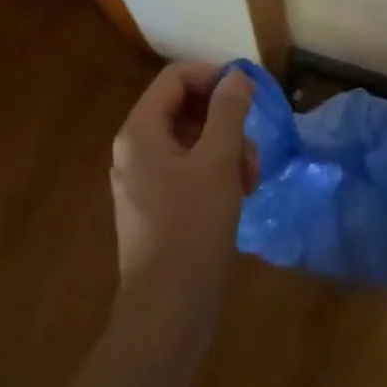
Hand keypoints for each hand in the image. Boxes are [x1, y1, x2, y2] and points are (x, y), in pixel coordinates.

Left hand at [109, 62, 254, 334]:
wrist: (167, 312)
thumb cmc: (192, 227)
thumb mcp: (219, 161)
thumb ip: (229, 111)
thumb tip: (236, 75)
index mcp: (140, 131)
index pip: (176, 77)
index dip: (213, 77)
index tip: (247, 97)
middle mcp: (134, 149)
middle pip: (184, 108)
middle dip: (225, 121)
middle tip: (252, 149)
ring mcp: (143, 180)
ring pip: (191, 141)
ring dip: (226, 150)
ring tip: (251, 179)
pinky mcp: (156, 206)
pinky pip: (187, 170)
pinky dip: (215, 173)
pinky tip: (239, 195)